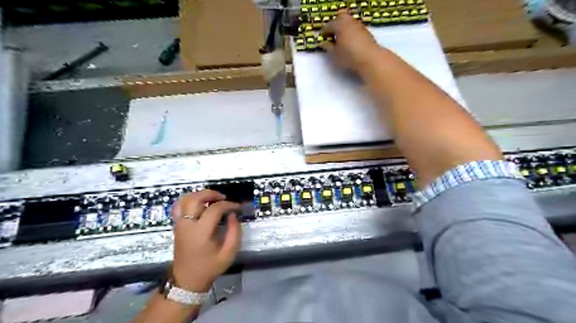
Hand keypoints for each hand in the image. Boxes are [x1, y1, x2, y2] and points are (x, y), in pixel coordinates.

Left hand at [171, 190, 241, 292]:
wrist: (187, 280)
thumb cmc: (209, 267)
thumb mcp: (228, 253)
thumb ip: (234, 232)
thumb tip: (233, 215)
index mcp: (200, 232)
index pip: (214, 209)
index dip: (228, 205)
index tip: (237, 208)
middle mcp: (187, 225)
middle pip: (195, 199)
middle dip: (211, 194)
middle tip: (223, 198)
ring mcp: (180, 224)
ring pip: (185, 200)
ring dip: (200, 195)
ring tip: (212, 199)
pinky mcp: (177, 226)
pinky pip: (179, 206)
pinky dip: (189, 200)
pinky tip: (199, 203)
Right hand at [320, 12, 380, 71]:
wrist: (370, 58)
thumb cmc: (348, 56)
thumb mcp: (334, 54)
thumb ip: (327, 47)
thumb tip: (322, 43)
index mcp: (339, 25)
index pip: (328, 26)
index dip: (323, 33)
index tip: (322, 39)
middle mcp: (349, 22)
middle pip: (339, 19)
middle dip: (334, 26)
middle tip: (331, 36)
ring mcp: (358, 25)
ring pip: (348, 23)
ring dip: (343, 29)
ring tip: (340, 41)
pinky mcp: (365, 31)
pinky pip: (354, 29)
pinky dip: (350, 33)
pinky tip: (349, 43)